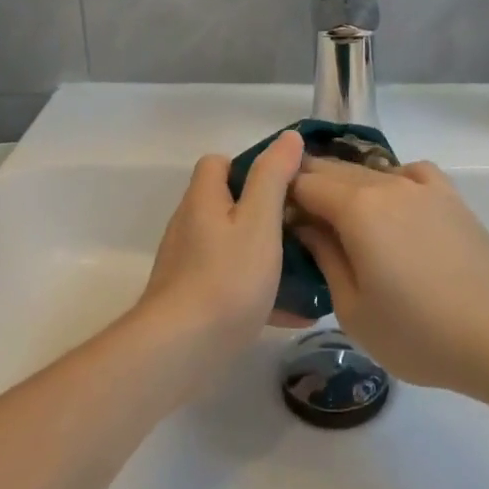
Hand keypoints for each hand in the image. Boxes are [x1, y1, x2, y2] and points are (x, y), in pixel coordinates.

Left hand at [137, 131, 304, 358]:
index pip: (218, 163)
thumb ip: (273, 177)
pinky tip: (295, 311)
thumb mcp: (259, 221)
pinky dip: (261, 290)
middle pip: (228, 205)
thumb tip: (288, 137)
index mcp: (203, 200)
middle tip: (303, 227)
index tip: (284, 184)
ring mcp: (189, 265)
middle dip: (265, 213)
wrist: (181, 351)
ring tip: (306, 268)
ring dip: (266, 253)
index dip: (250, 166)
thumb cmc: (226, 278)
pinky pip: (233, 283)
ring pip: (233, 246)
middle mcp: (190, 226)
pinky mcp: (193, 300)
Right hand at [288, 157, 488, 394]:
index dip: (283, 196)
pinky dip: (390, 181)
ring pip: (369, 171)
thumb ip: (324, 257)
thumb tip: (306, 226)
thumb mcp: (353, 309)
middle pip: (334, 170)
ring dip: (346, 186)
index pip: (304, 183)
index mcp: (356, 208)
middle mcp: (386, 184)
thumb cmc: (418, 332)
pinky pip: (408, 173)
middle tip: (298, 218)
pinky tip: (393, 204)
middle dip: (310, 186)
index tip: (275, 219)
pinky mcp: (449, 196)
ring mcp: (421, 186)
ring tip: (341, 217)